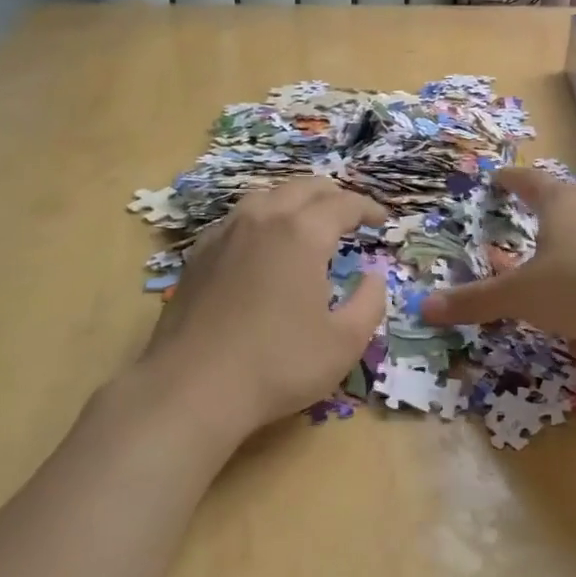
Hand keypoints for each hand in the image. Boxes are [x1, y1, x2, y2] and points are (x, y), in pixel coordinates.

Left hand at [143, 178, 389, 433]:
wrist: (193, 388)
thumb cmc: (279, 365)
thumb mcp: (344, 342)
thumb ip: (369, 302)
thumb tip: (373, 277)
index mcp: (301, 234)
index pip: (342, 204)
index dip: (367, 208)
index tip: (382, 220)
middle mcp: (261, 220)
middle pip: (302, 188)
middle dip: (332, 195)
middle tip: (350, 215)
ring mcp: (223, 234)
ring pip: (265, 197)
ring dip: (294, 201)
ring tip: (308, 221)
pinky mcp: (198, 255)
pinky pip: (237, 220)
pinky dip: (261, 220)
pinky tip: (262, 244)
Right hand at [420, 167, 575, 341]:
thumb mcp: (521, 298)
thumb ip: (475, 301)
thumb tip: (424, 307)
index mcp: (562, 202)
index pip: (529, 181)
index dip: (510, 180)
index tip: (498, 178)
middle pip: (564, 204)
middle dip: (542, 219)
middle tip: (525, 226)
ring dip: (571, 254)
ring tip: (556, 280)